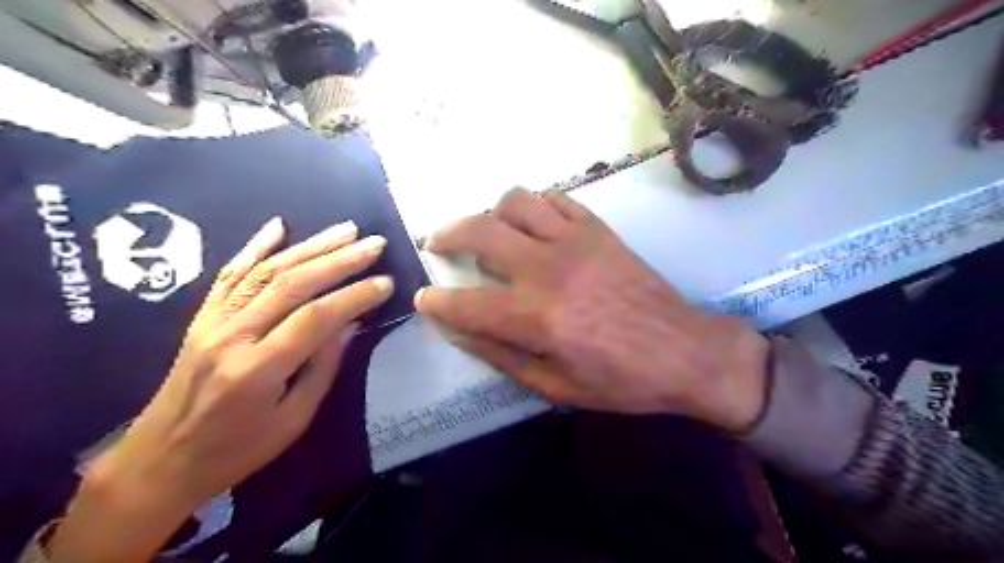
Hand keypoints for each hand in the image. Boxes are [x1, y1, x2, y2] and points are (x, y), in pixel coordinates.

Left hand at [47, 215, 392, 561]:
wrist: (160, 460)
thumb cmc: (237, 450)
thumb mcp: (293, 420)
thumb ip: (322, 369)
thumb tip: (349, 326)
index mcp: (258, 369)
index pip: (316, 318)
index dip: (354, 296)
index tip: (385, 282)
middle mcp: (233, 336)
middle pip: (293, 284)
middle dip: (339, 260)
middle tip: (374, 243)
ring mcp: (213, 322)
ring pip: (266, 271)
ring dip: (310, 246)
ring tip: (346, 230)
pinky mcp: (202, 317)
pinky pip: (229, 274)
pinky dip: (255, 246)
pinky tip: (278, 226)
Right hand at [415, 190, 769, 430]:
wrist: (686, 351)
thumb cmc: (621, 380)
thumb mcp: (556, 386)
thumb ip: (502, 356)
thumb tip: (459, 332)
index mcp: (535, 316)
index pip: (465, 302)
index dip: (436, 300)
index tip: (423, 297)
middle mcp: (548, 268)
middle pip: (479, 230)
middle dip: (446, 235)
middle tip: (438, 244)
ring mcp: (575, 240)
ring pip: (515, 200)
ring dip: (491, 212)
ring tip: (490, 231)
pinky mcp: (598, 229)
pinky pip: (556, 199)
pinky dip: (535, 206)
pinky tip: (533, 223)